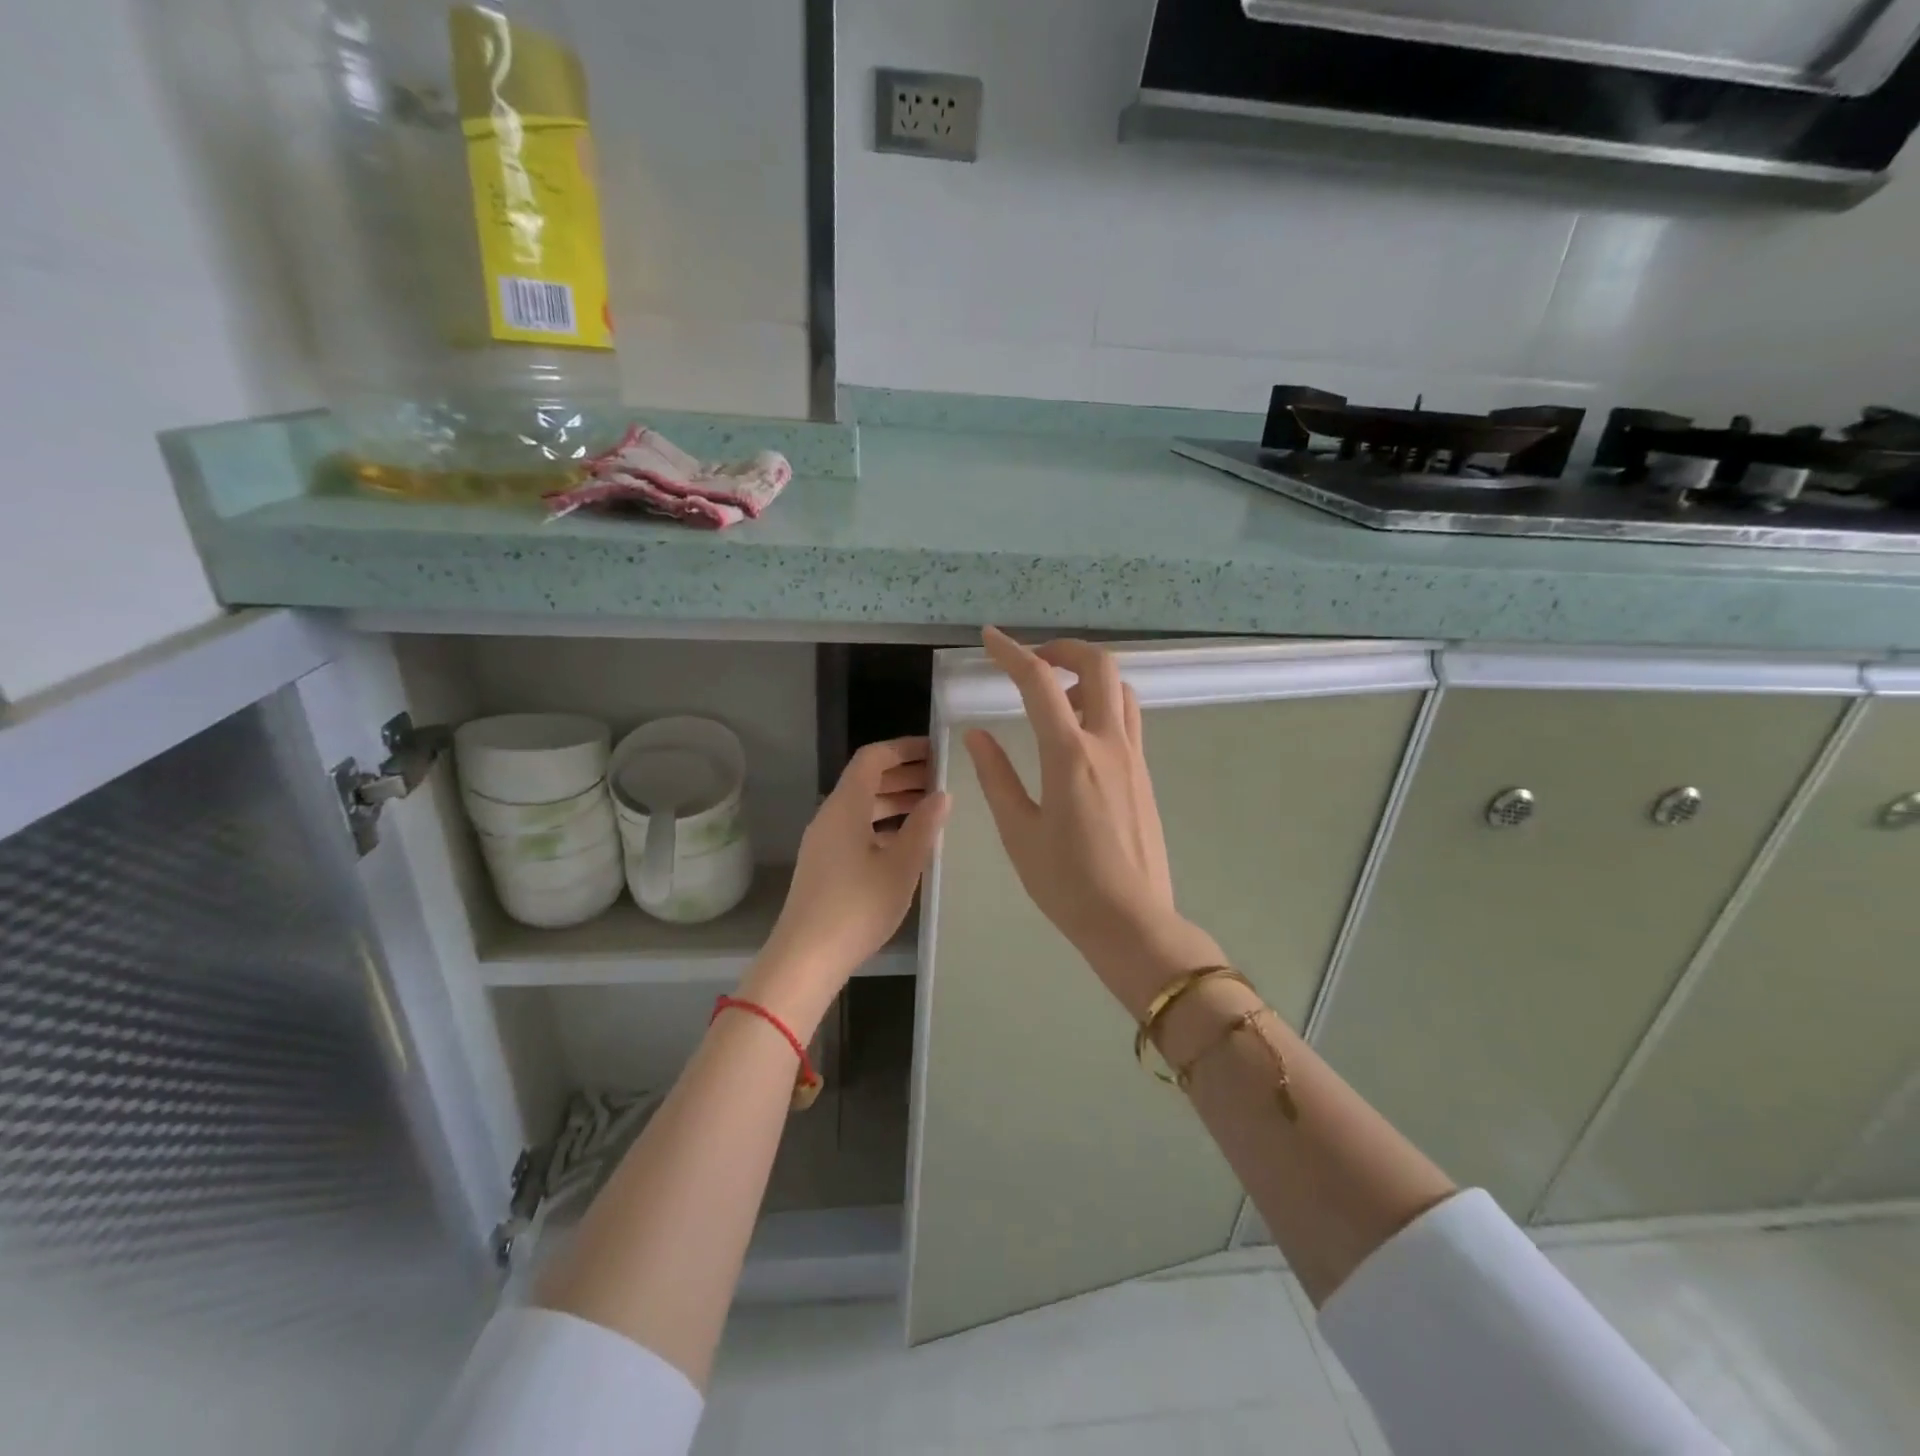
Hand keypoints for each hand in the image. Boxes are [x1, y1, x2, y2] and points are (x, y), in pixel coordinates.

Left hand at [748, 737, 949, 1031]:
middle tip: (942, 780)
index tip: (937, 752)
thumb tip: (941, 794)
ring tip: (932, 809)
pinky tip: (908, 843)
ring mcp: (824, 840)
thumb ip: (924, 826)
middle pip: (867, 780)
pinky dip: (883, 825)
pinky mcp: (824, 864)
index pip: (873, 758)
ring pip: (862, 806)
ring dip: (895, 801)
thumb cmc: (858, 907)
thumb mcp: (901, 866)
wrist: (806, 958)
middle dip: (904, 775)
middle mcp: (831, 815)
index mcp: (846, 806)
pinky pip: (856, 829)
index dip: (904, 749)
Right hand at [964, 628, 1219, 1014]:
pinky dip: (1103, 702)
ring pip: (1121, 689)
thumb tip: (977, 734)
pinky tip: (1079, 732)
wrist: (1131, 922)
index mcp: (1070, 756)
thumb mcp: (1019, 832)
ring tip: (1056, 695)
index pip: (1040, 683)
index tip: (990, 638)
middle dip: (1064, 649)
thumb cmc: (1067, 884)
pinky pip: (1128, 717)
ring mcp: (1134, 757)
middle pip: (1099, 666)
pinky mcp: (1145, 774)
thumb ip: (996, 776)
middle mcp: (1108, 744)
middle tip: (1034, 661)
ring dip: (1089, 675)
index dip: (1012, 653)